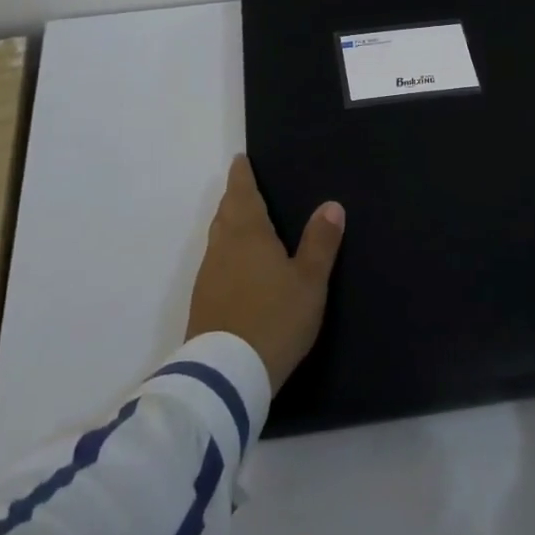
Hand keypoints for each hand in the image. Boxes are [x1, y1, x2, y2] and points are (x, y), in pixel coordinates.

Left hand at [186, 155, 345, 391]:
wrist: (226, 375)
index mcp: (248, 233)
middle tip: (246, 187)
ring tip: (244, 222)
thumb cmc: (274, 318)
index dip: (242, 175)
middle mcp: (223, 247)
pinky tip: (237, 266)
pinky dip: (226, 252)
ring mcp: (209, 275)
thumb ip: (320, 242)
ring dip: (229, 224)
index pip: (242, 192)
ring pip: (218, 237)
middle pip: (226, 212)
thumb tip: (331, 204)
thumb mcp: (309, 281)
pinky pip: (216, 262)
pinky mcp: (203, 302)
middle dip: (235, 197)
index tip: (240, 160)